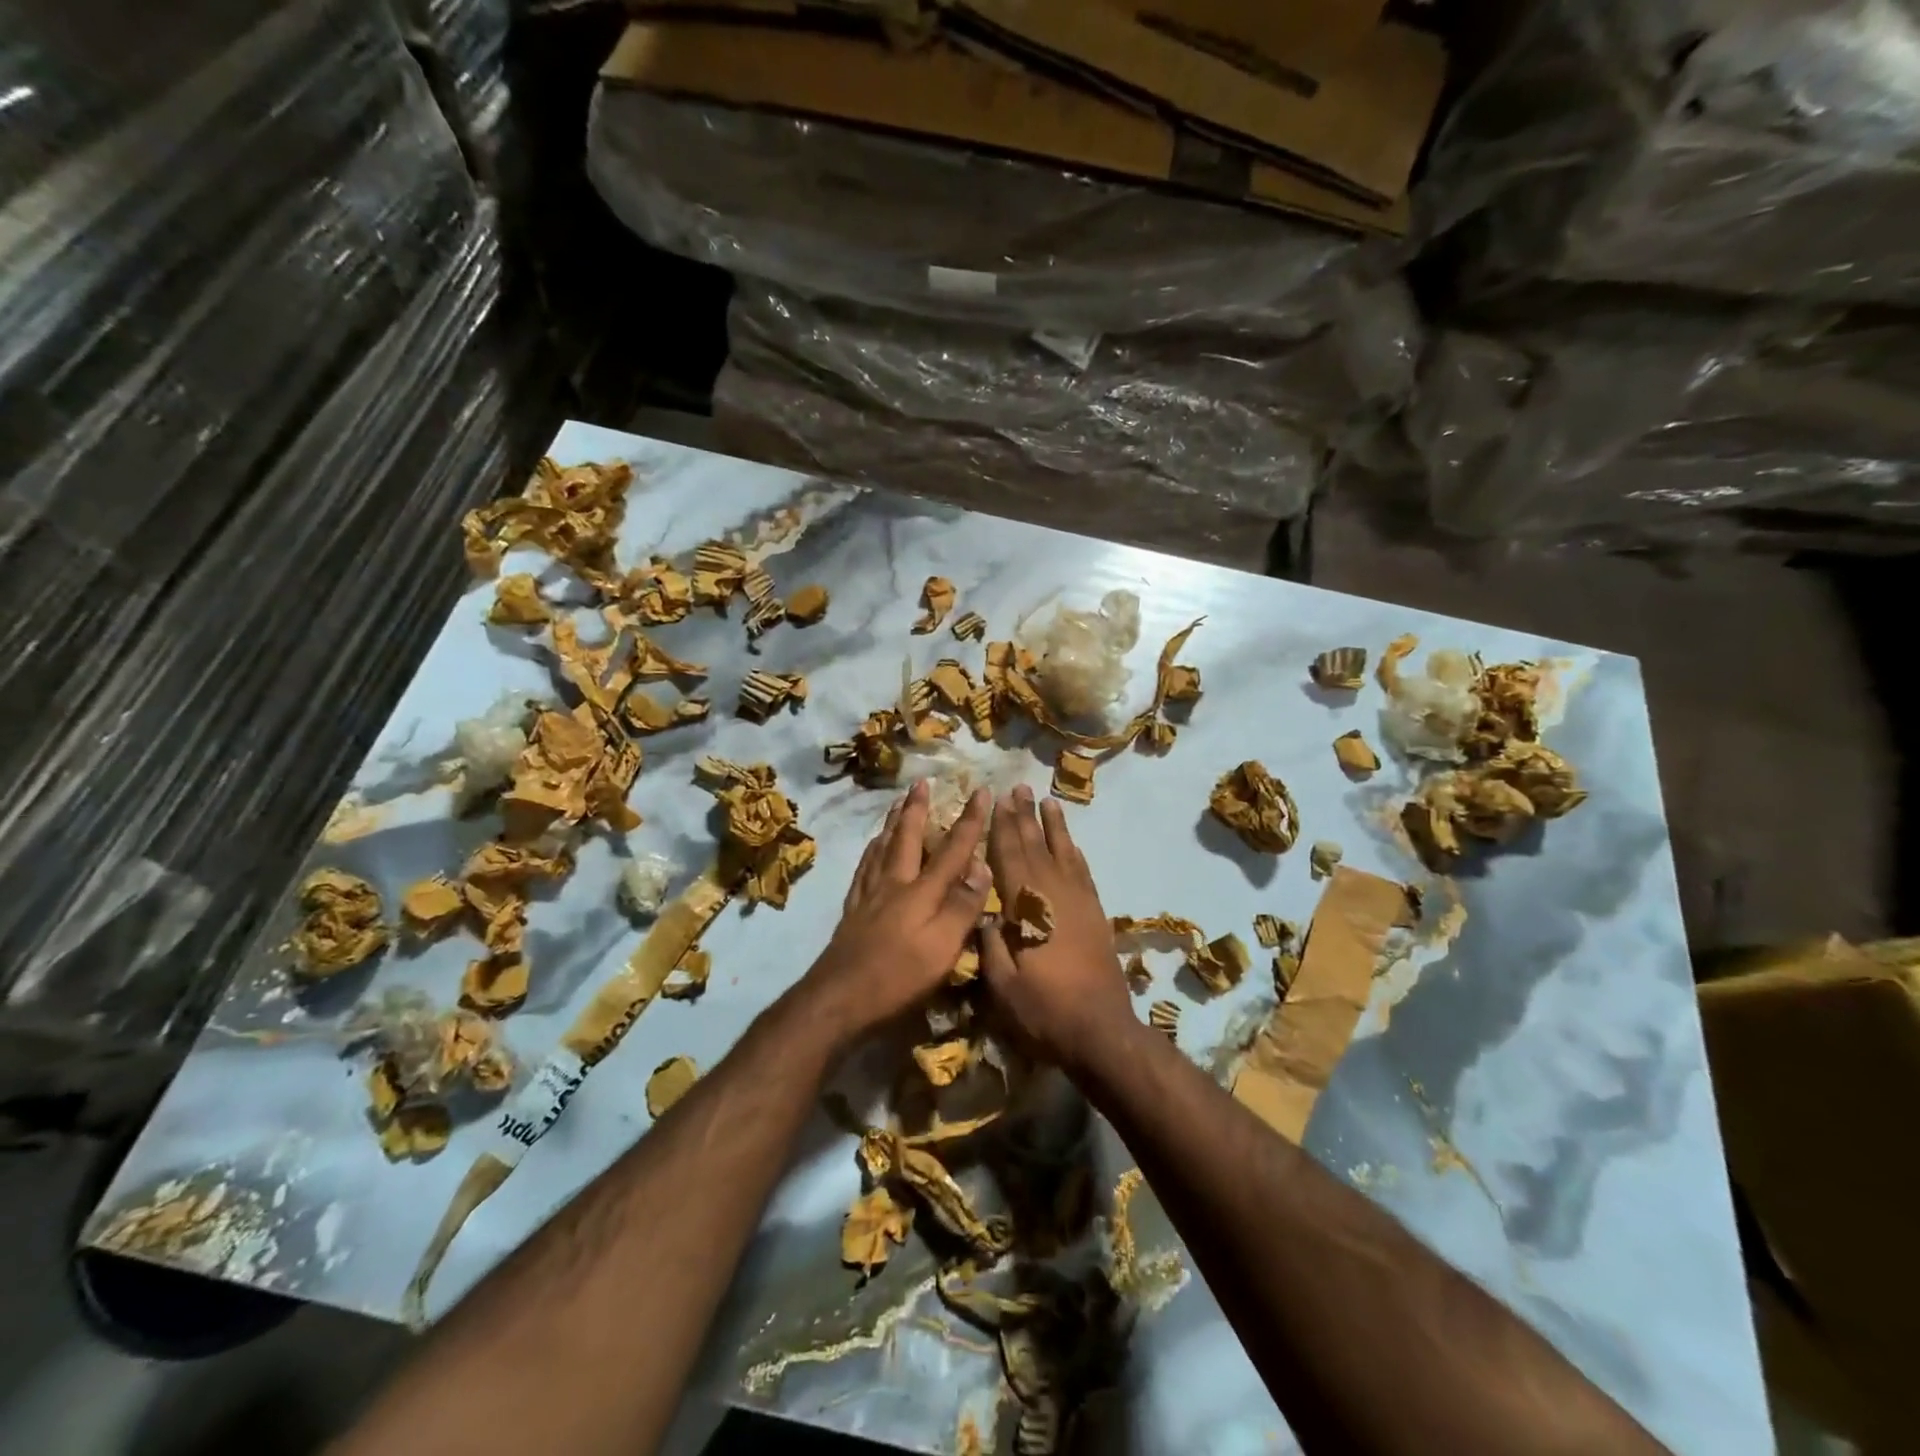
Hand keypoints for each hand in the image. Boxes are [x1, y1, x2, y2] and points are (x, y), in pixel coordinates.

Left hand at [799, 781, 992, 1049]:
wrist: (838, 998)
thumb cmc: (898, 976)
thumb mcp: (942, 947)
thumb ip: (963, 907)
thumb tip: (982, 866)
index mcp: (921, 891)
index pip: (952, 849)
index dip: (970, 820)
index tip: (981, 791)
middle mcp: (894, 884)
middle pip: (907, 838)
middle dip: (918, 809)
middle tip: (921, 783)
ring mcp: (869, 896)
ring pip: (882, 848)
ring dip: (893, 823)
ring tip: (896, 805)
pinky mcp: (853, 911)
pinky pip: (864, 868)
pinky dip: (871, 851)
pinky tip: (871, 850)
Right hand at [980, 786, 1136, 1076]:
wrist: (1101, 1031)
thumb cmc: (1044, 1010)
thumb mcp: (1002, 985)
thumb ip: (989, 944)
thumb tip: (983, 913)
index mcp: (1027, 907)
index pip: (1010, 856)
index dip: (1002, 827)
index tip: (997, 800)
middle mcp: (1054, 894)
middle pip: (1036, 846)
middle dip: (1025, 816)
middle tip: (1018, 788)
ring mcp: (1079, 902)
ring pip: (1063, 853)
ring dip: (1054, 826)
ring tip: (1047, 800)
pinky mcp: (1096, 914)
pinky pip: (1083, 872)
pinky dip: (1075, 852)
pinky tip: (1071, 843)